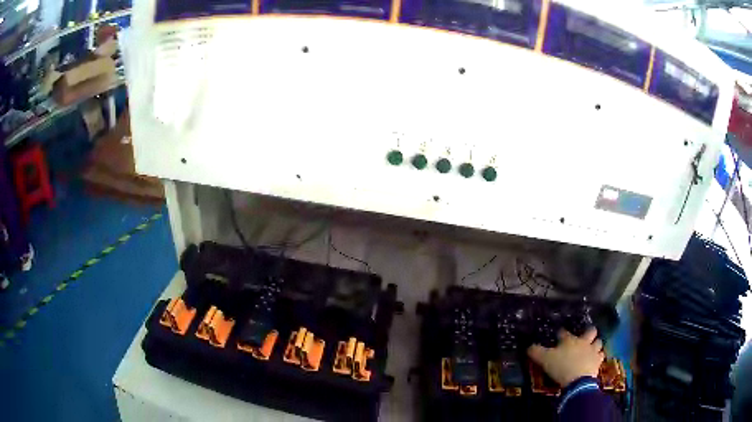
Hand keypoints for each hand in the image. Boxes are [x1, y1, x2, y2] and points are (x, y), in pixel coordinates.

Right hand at [527, 327, 603, 387]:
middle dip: (589, 332)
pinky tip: (595, 360)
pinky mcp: (598, 362)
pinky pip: (601, 356)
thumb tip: (528, 346)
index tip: (559, 334)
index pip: (564, 333)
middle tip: (585, 337)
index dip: (561, 333)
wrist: (578, 379)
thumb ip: (536, 352)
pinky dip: (598, 357)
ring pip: (598, 343)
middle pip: (590, 332)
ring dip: (596, 345)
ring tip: (592, 348)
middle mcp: (583, 342)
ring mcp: (593, 351)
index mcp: (570, 340)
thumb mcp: (545, 360)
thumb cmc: (561, 367)